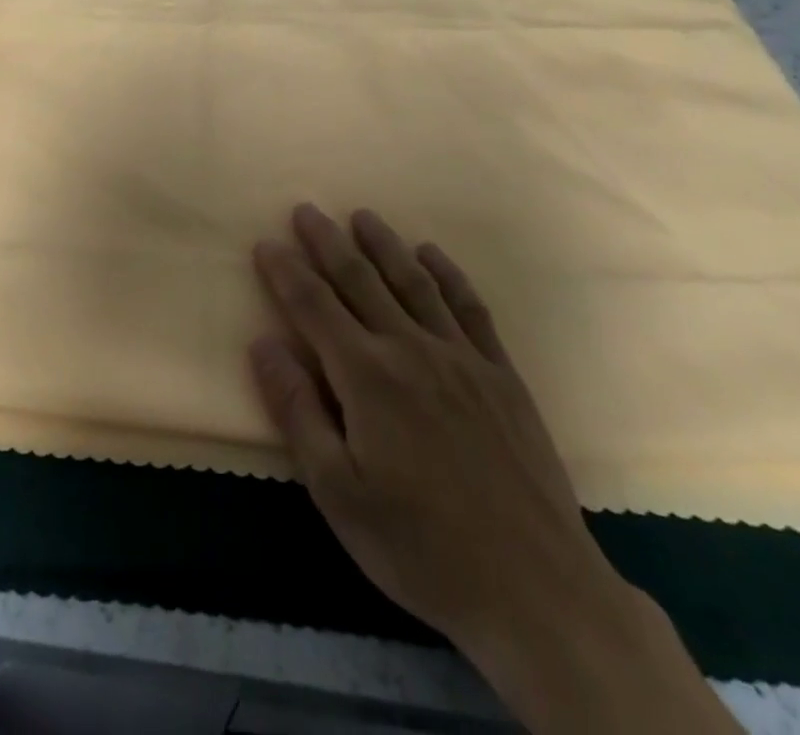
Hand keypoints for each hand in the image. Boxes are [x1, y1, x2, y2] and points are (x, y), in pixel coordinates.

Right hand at [251, 206, 737, 733]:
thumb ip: (297, 411)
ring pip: (413, 281)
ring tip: (362, 216)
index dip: (286, 271)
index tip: (266, 242)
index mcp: (366, 376)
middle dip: (327, 242)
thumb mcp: (338, 494)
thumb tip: (263, 343)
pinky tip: (432, 254)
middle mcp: (411, 349)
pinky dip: (448, 273)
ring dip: (383, 244)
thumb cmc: (421, 546)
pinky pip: (469, 307)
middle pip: (359, 279)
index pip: (313, 306)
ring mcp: (462, 357)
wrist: (536, 589)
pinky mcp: (501, 373)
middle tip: (306, 210)